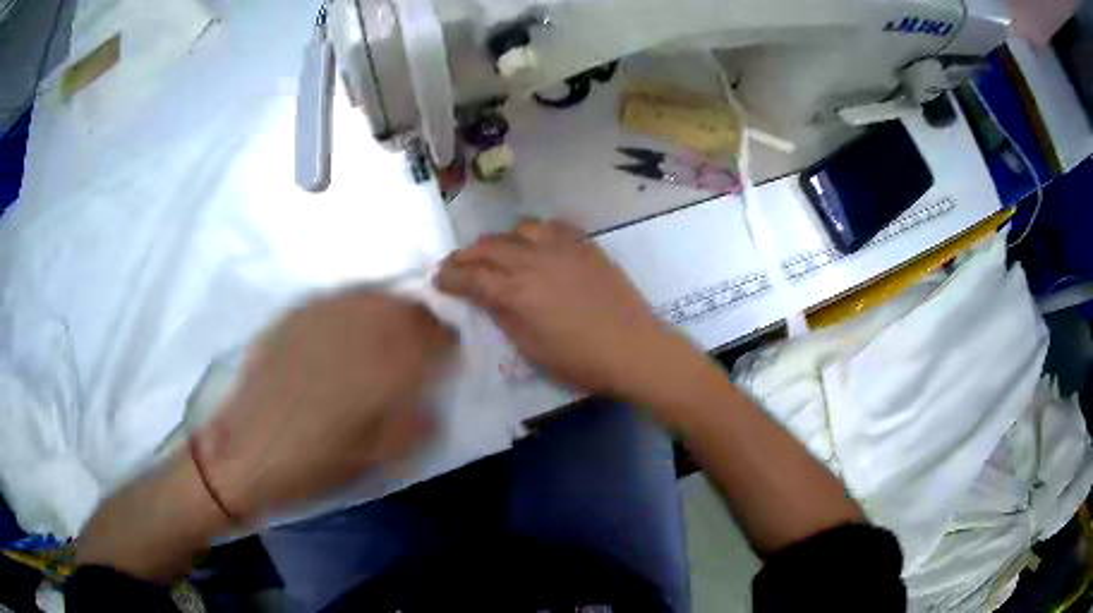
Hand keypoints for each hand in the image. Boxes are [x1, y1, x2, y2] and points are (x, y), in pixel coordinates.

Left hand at [195, 290, 455, 519]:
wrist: (248, 452)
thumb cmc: (319, 463)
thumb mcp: (383, 457)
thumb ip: (419, 421)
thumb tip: (433, 397)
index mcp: (389, 363)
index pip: (438, 336)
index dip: (448, 346)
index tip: (445, 361)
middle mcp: (361, 327)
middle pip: (408, 308)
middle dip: (421, 326)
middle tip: (416, 349)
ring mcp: (324, 314)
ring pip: (374, 297)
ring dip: (389, 314)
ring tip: (383, 339)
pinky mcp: (295, 314)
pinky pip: (339, 300)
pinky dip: (355, 311)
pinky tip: (345, 334)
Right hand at [436, 219, 691, 398]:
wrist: (633, 349)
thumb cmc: (579, 360)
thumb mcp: (531, 348)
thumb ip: (503, 316)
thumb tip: (484, 296)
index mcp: (518, 291)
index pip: (472, 276)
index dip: (451, 277)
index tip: (438, 279)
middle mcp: (536, 261)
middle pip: (490, 247)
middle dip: (467, 254)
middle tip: (456, 263)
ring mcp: (563, 249)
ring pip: (521, 229)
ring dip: (501, 239)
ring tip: (496, 251)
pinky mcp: (587, 246)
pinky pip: (555, 226)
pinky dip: (537, 231)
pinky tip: (535, 241)